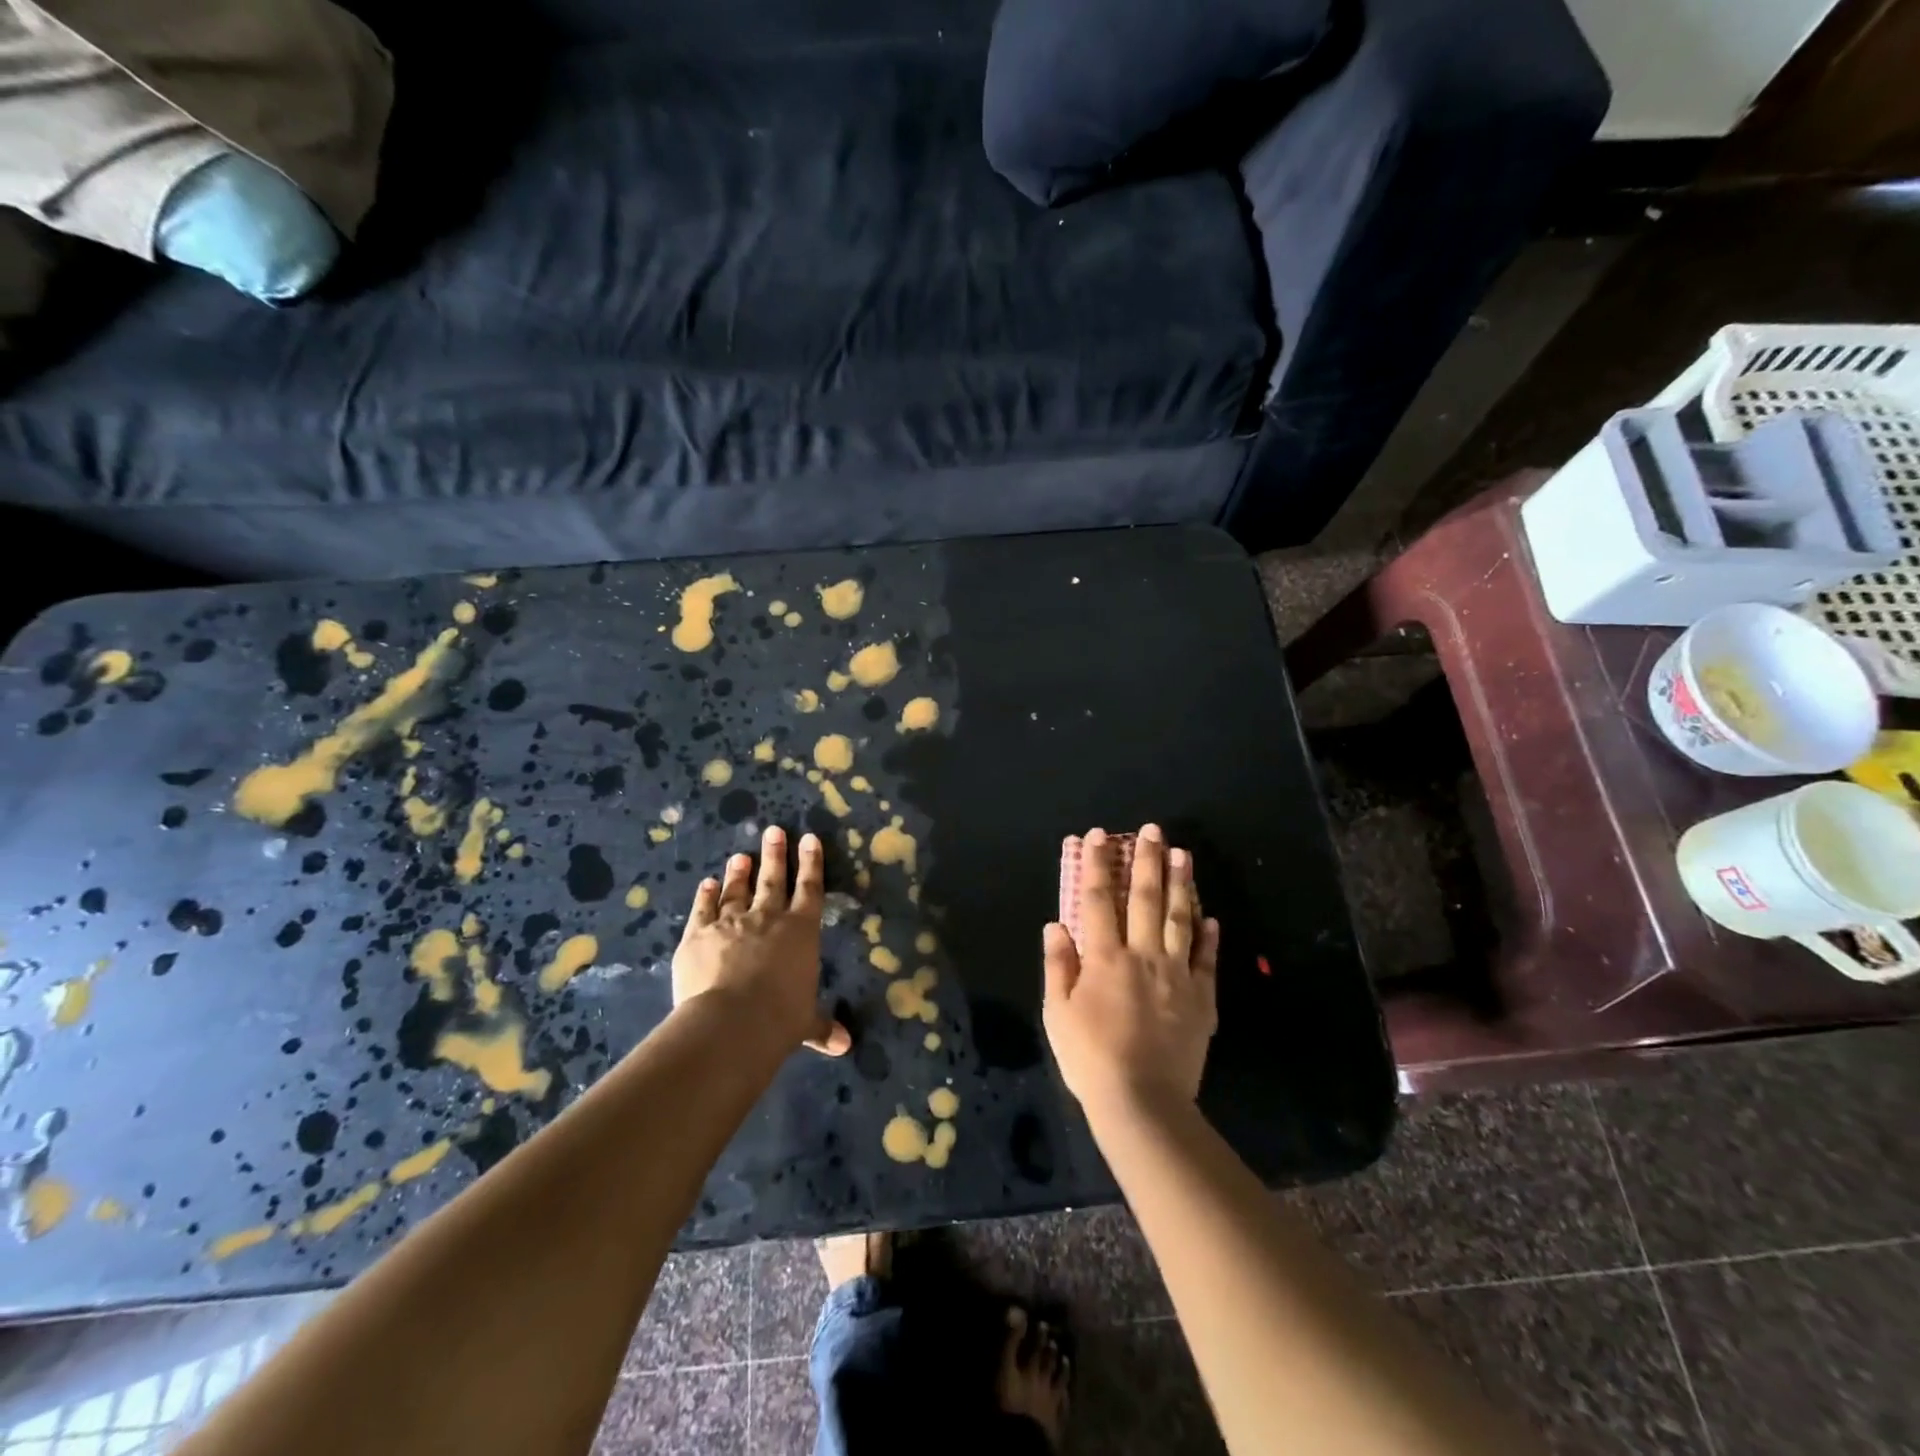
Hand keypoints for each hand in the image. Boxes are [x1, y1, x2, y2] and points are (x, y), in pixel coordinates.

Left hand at [673, 826, 850, 1056]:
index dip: (811, 863)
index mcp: (801, 931)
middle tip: (773, 831)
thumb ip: (821, 1026)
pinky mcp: (698, 934)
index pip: (810, 889)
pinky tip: (708, 883)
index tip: (809, 838)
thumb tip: (844, 1045)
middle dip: (775, 855)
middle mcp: (768, 918)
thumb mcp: (805, 1022)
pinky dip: (706, 895)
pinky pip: (703, 909)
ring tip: (741, 855)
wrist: (731, 1022)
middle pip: (773, 880)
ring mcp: (731, 922)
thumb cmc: (780, 1019)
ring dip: (740, 872)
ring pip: (737, 890)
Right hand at [1042, 824, 1219, 1116]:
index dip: (1097, 865)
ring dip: (1180, 884)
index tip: (1099, 836)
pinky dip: (1207, 936)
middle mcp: (1143, 956)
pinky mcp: (1201, 999)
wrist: (1143, 1102)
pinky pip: (1205, 959)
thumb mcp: (1058, 1013)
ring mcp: (1177, 975)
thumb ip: (1058, 965)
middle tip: (1152, 829)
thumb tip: (1056, 925)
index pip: (1098, 900)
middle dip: (1146, 860)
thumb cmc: (1091, 1058)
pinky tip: (1209, 916)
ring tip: (1183, 854)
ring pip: (1179, 919)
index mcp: (1105, 958)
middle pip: (1145, 899)